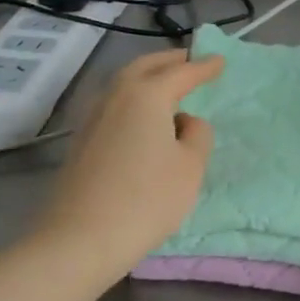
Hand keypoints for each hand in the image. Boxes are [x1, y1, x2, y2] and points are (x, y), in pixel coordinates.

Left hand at [42, 48, 223, 265]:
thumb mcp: (190, 167)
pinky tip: (141, 116)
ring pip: (123, 83)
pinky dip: (132, 98)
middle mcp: (116, 96)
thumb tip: (184, 122)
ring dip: (146, 77)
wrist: (79, 240)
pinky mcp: (81, 141)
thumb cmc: (146, 200)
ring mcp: (93, 117)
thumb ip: (197, 135)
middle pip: (145, 67)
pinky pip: (113, 104)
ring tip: (166, 84)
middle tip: (189, 60)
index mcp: (147, 95)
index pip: (182, 72)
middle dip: (169, 61)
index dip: (204, 67)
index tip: (220, 60)